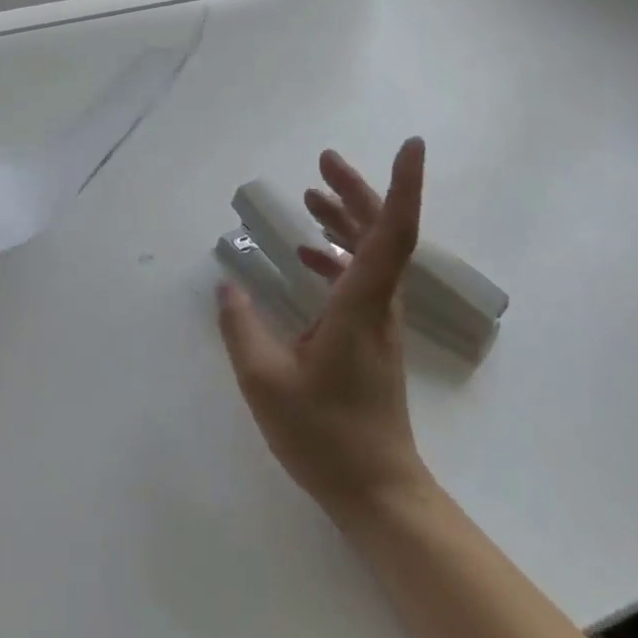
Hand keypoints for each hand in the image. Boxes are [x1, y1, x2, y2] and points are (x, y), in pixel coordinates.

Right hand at [217, 138, 432, 530]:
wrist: (378, 491)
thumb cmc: (325, 436)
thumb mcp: (265, 382)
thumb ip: (241, 328)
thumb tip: (226, 284)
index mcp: (361, 306)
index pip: (391, 234)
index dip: (400, 186)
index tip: (411, 146)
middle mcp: (379, 305)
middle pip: (382, 233)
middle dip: (357, 190)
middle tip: (323, 160)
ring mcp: (378, 322)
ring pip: (372, 254)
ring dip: (347, 218)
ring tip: (311, 194)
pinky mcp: (370, 337)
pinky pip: (360, 278)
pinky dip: (337, 255)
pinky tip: (305, 256)